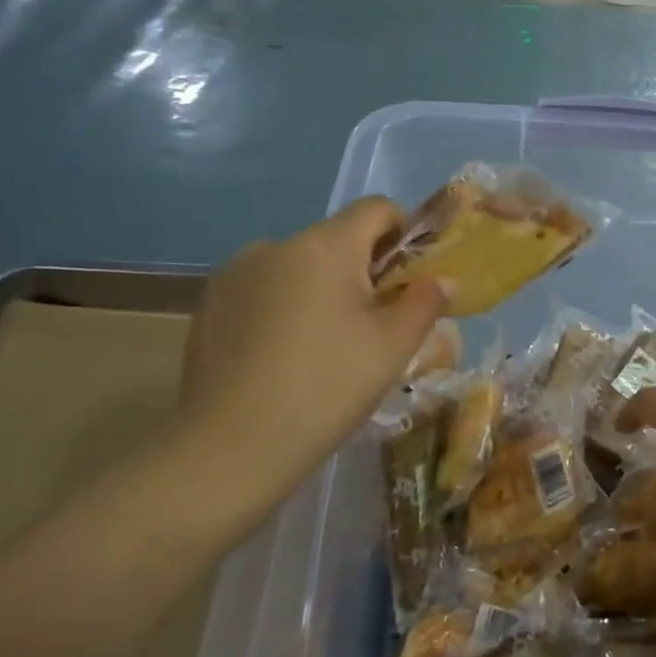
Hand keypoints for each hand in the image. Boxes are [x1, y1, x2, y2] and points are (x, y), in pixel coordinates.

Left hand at [176, 199, 448, 506]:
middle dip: (364, 270)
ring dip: (322, 288)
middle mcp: (276, 245)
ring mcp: (235, 273)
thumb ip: (425, 303)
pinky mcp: (210, 304)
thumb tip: (445, 280)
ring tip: (325, 346)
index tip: (411, 279)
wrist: (230, 448)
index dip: (404, 233)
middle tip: (375, 325)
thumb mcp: (392, 348)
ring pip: (299, 266)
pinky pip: (265, 289)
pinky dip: (285, 307)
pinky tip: (284, 356)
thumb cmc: (326, 388)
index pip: (376, 208)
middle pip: (337, 240)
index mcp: (325, 246)